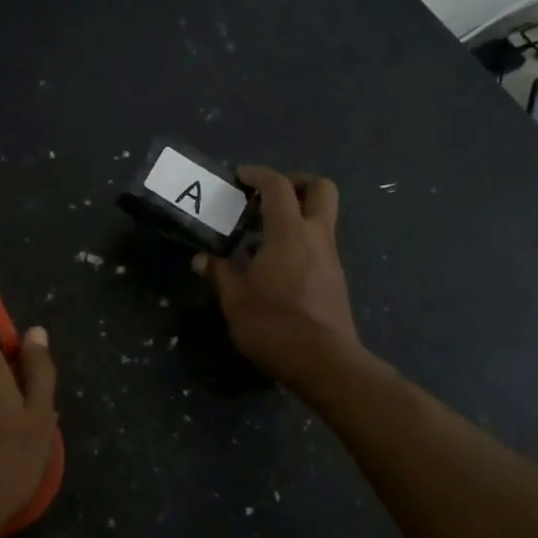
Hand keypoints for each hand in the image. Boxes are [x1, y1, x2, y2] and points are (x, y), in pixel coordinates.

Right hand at [195, 165, 360, 384]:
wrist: (324, 363)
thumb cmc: (275, 325)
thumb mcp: (235, 300)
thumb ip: (219, 274)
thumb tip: (201, 260)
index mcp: (290, 233)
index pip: (278, 186)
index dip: (258, 174)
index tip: (239, 176)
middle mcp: (317, 237)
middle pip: (321, 189)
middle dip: (296, 183)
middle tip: (267, 197)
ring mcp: (331, 259)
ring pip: (322, 218)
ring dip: (296, 216)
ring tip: (263, 236)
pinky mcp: (335, 280)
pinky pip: (320, 245)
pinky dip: (300, 242)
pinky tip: (276, 266)